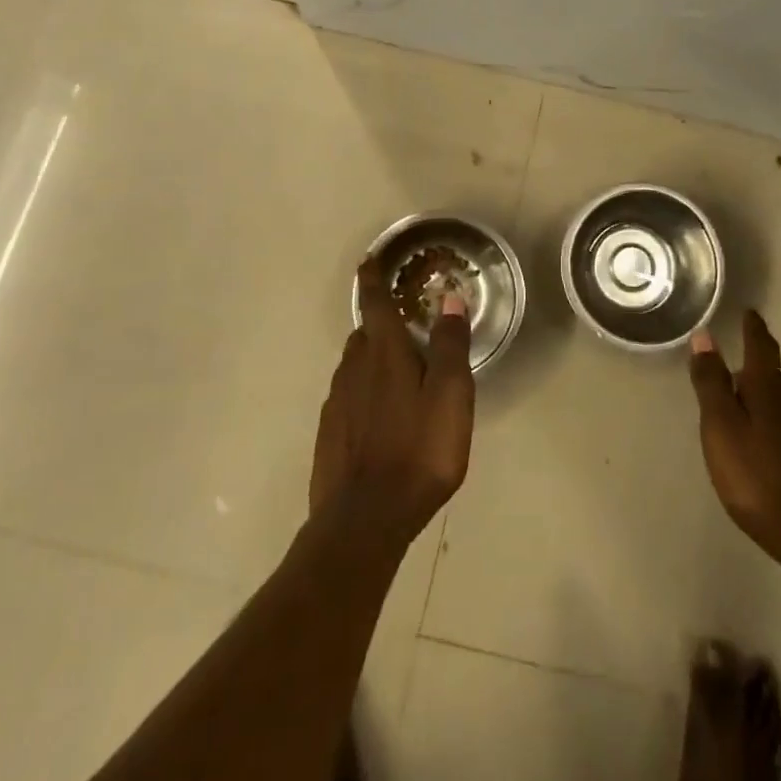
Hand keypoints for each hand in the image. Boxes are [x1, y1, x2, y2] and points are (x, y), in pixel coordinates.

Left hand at [309, 259, 474, 549]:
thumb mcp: (451, 396)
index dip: (373, 277)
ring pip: (355, 365)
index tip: (370, 259)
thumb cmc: (417, 451)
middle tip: (405, 325)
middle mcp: (354, 368)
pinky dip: (364, 391)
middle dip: (381, 322)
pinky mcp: (329, 432)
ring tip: (398, 371)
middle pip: (365, 333)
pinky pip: (348, 396)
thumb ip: (451, 345)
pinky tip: (381, 415)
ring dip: (373, 358)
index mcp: (384, 353)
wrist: (363, 520)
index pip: (374, 302)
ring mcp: (336, 401)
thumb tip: (449, 298)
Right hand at [689, 310, 780, 565]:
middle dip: (754, 364)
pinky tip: (762, 436)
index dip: (753, 328)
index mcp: (768, 388)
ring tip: (743, 398)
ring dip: (762, 394)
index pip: (760, 346)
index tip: (750, 312)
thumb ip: (711, 382)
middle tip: (735, 359)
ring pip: (780, 400)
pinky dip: (771, 420)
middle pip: (771, 373)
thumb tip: (704, 336)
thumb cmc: (755, 474)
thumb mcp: (721, 426)